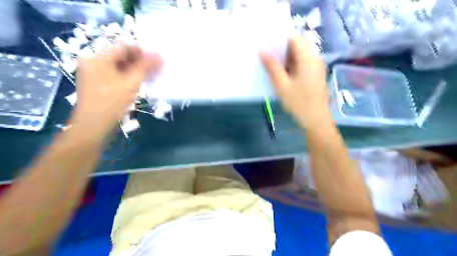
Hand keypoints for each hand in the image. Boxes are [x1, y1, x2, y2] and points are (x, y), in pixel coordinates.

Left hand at [70, 44, 162, 139]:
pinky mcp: (100, 84)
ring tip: (153, 75)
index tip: (158, 58)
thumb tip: (159, 54)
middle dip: (141, 61)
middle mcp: (95, 61)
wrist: (93, 126)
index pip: (124, 46)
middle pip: (122, 55)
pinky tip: (142, 82)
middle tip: (158, 68)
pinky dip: (130, 76)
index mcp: (98, 57)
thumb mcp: (130, 83)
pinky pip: (118, 75)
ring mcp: (96, 73)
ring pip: (121, 66)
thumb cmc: (111, 103)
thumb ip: (145, 67)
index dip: (143, 50)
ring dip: (138, 69)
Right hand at [261, 36, 332, 127]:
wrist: (316, 120)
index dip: (281, 40)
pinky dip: (293, 66)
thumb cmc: (299, 103)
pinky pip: (303, 64)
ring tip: (275, 69)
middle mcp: (315, 59)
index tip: (269, 49)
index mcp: (308, 59)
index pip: (295, 38)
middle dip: (283, 51)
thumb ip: (272, 67)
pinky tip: (285, 77)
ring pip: (300, 55)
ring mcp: (317, 67)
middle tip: (269, 60)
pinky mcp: (316, 75)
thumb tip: (262, 50)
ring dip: (287, 59)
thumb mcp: (282, 86)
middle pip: (298, 46)